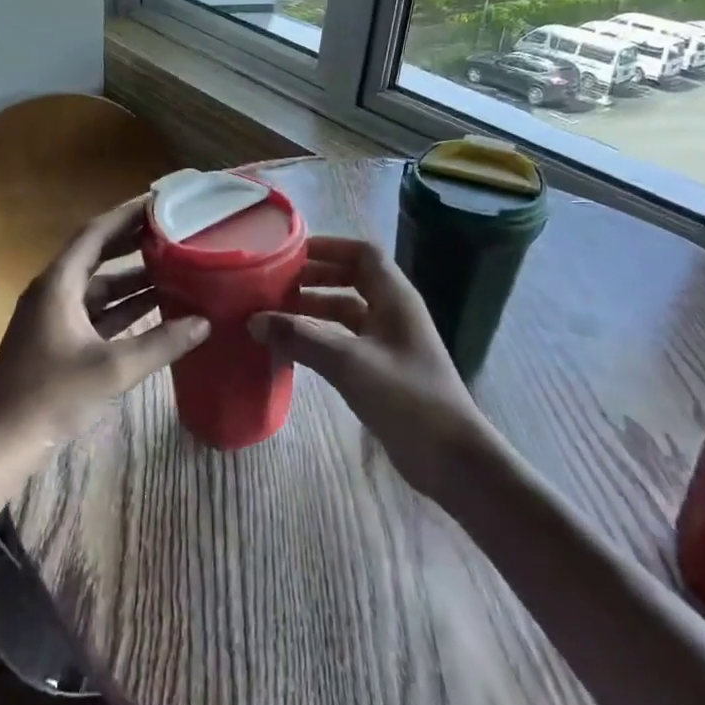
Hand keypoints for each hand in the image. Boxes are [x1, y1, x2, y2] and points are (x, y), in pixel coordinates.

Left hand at [0, 196, 209, 479]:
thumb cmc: (52, 396)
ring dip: (133, 278)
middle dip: (134, 243)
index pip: (95, 233)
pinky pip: (96, 312)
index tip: (160, 202)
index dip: (127, 215)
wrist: (3, 442)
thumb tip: (204, 322)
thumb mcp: (112, 369)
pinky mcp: (59, 340)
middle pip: (98, 255)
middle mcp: (54, 292)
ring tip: (175, 266)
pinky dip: (124, 308)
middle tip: (174, 230)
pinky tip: (156, 309)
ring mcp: (54, 317)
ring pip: (99, 287)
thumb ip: (161, 343)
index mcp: (58, 284)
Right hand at [249, 236, 494, 496]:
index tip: (291, 253)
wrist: (449, 456)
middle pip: (352, 280)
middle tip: (274, 284)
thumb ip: (300, 338)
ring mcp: (389, 343)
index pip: (363, 254)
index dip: (329, 247)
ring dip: (314, 309)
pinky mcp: (382, 371)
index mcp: (395, 298)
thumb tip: (254, 320)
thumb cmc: (405, 397)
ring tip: (275, 314)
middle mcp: (393, 313)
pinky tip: (293, 348)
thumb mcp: (348, 362)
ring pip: (347, 313)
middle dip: (314, 278)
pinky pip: (345, 341)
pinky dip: (320, 338)